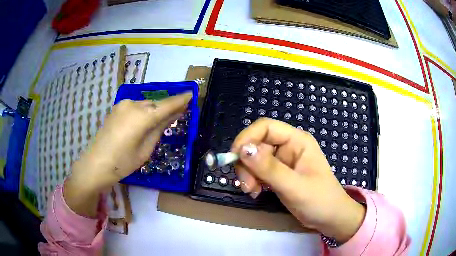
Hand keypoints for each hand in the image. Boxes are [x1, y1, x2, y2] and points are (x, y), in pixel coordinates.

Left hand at [64, 92, 191, 216]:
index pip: (167, 105)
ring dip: (154, 111)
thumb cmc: (123, 162)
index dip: (180, 100)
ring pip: (145, 105)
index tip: (192, 94)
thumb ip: (159, 129)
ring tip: (159, 122)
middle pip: (155, 105)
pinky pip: (135, 108)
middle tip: (177, 114)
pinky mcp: (116, 108)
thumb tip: (172, 115)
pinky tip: (142, 123)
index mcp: (142, 116)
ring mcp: (122, 105)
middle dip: (166, 108)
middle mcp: (133, 105)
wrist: (96, 164)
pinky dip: (143, 112)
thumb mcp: (145, 150)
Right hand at [231, 118, 364, 242]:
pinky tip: (256, 193)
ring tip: (252, 191)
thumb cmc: (319, 200)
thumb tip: (242, 149)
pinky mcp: (279, 174)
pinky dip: (253, 180)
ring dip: (248, 174)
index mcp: (297, 141)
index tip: (234, 158)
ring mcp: (283, 161)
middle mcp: (289, 146)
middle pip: (257, 144)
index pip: (266, 127)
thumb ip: (269, 168)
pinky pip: (258, 171)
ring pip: (254, 159)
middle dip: (247, 163)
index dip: (247, 138)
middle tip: (246, 185)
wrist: (330, 218)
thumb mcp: (294, 186)